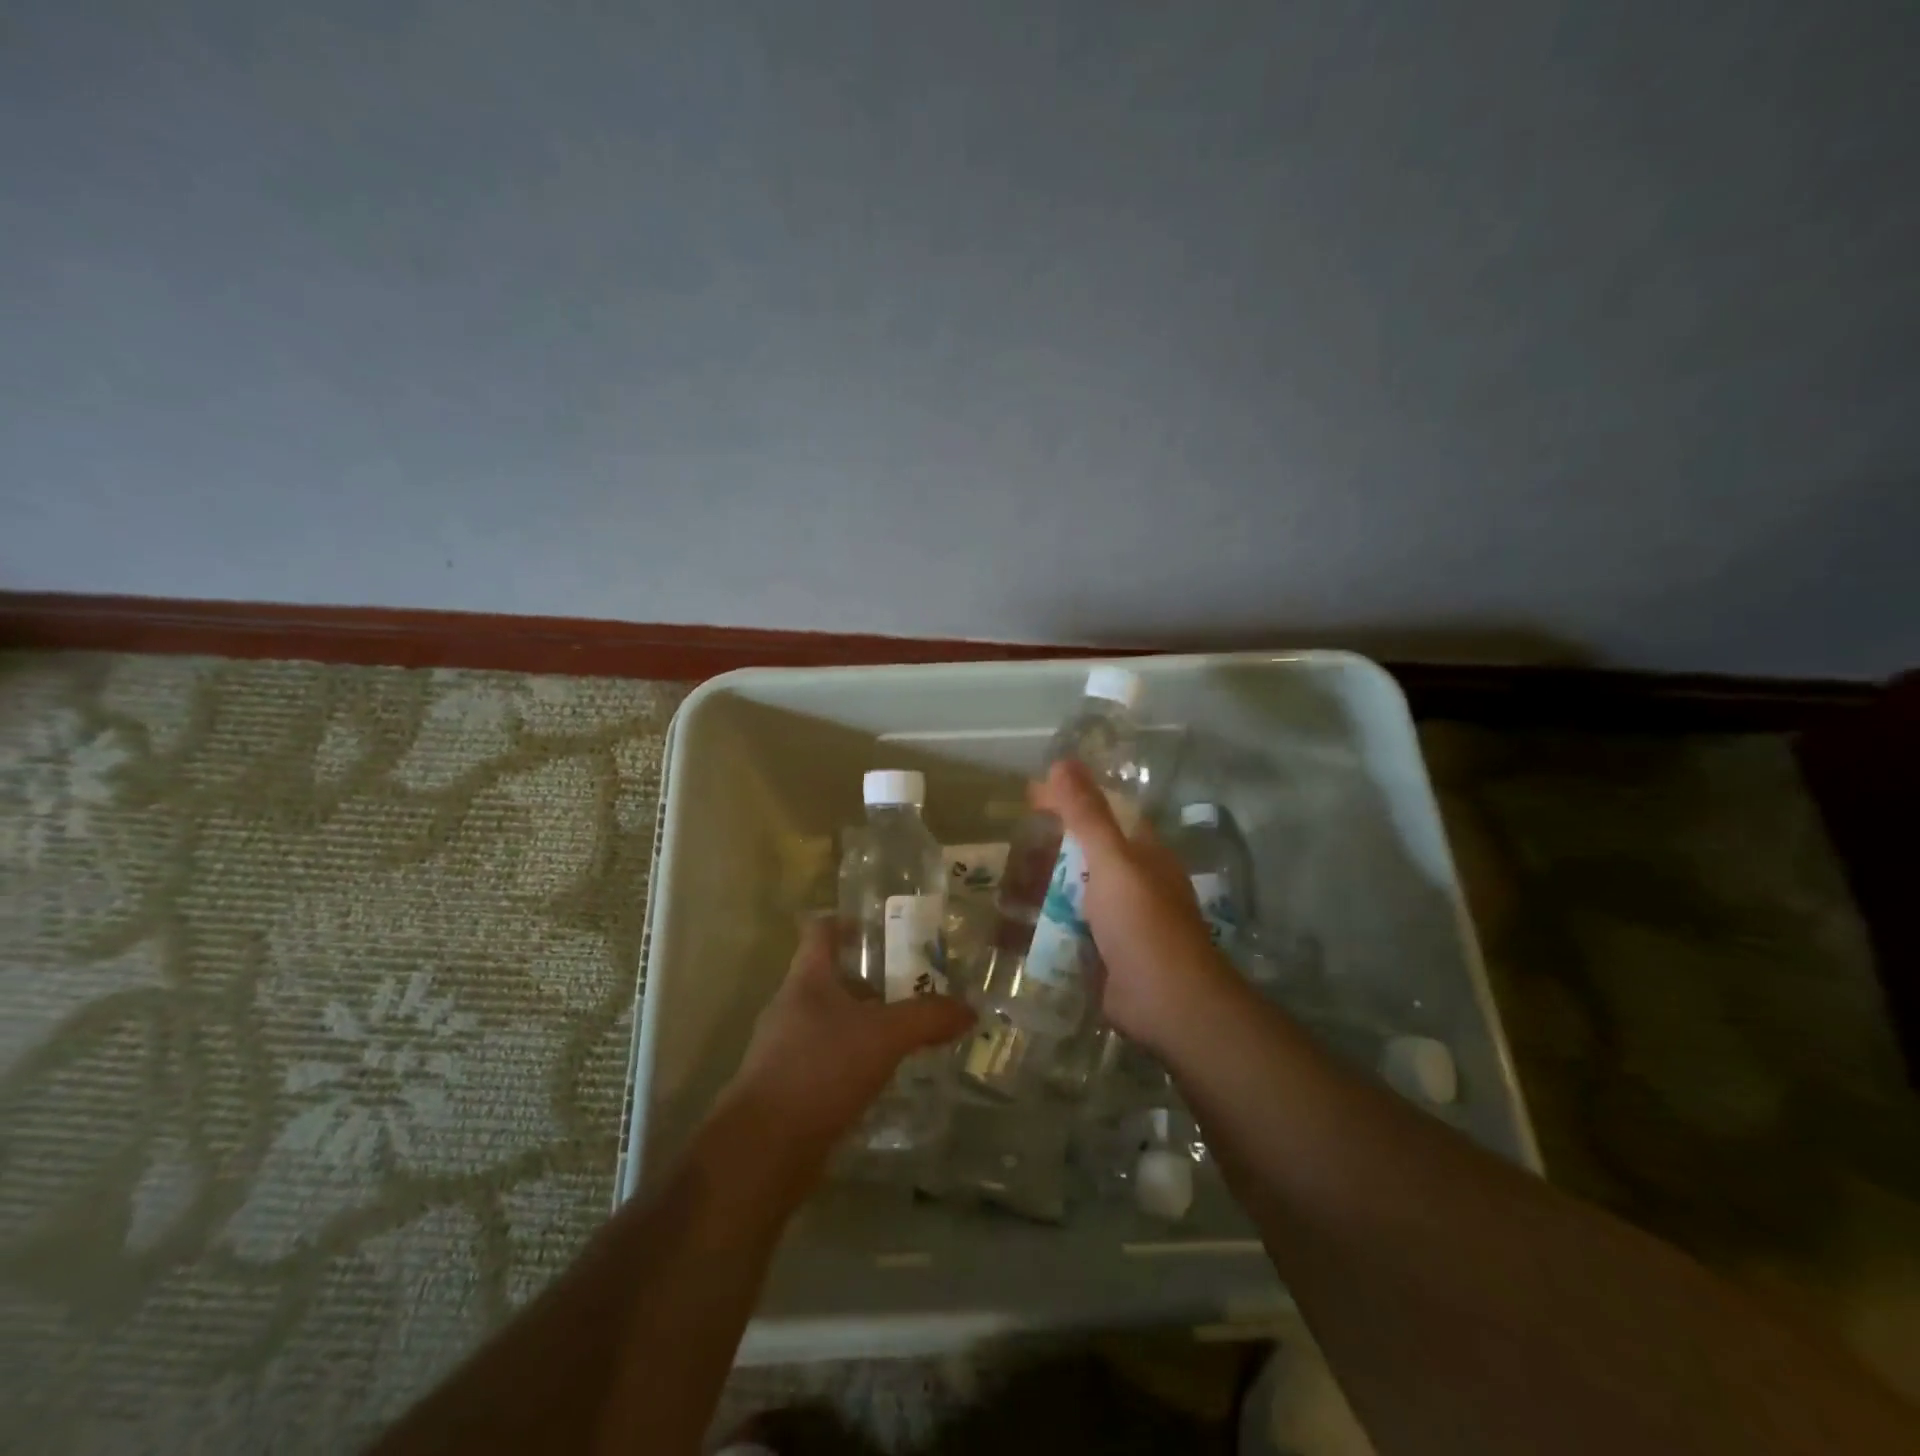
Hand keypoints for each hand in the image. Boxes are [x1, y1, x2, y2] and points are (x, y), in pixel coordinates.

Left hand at [727, 917, 974, 1160]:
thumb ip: (928, 1018)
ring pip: (830, 1022)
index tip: (881, 927)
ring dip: (863, 1023)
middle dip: (870, 980)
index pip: (821, 930)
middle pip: (830, 977)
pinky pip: (826, 1061)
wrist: (764, 1149)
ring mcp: (784, 1048)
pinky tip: (881, 1077)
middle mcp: (791, 1006)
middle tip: (913, 985)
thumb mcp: (884, 1036)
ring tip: (904, 1033)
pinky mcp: (788, 1088)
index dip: (848, 922)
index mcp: (807, 979)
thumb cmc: (820, 1069)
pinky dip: (853, 1061)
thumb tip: (969, 1010)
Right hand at [1030, 760, 1235, 1051]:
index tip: (1028, 797)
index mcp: (1143, 853)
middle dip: (1048, 848)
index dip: (1068, 801)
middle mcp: (1134, 882)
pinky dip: (1045, 923)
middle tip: (1007, 844)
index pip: (1102, 813)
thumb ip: (1087, 814)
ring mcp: (1120, 920)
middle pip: (1085, 854)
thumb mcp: (1112, 860)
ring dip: (1042, 887)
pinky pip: (1069, 929)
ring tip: (1001, 882)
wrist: (1166, 1003)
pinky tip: (1014, 923)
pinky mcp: (1105, 953)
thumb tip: (1063, 762)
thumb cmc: (1142, 922)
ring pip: (1074, 893)